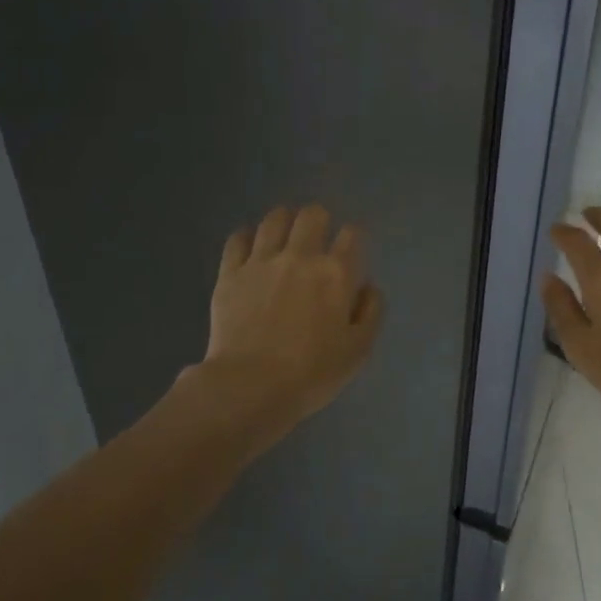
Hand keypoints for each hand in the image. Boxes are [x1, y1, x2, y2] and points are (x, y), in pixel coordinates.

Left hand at [191, 204, 383, 450]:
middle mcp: (300, 257)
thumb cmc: (312, 373)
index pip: (352, 234)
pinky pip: (238, 238)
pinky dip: (248, 237)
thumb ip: (370, 312)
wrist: (251, 386)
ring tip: (284, 236)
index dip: (353, 237)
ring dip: (284, 222)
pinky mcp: (230, 273)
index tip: (350, 250)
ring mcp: (261, 261)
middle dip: (319, 220)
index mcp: (336, 273)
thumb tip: (367, 287)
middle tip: (316, 238)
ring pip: (274, 219)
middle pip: (312, 215)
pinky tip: (251, 248)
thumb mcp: (359, 350)